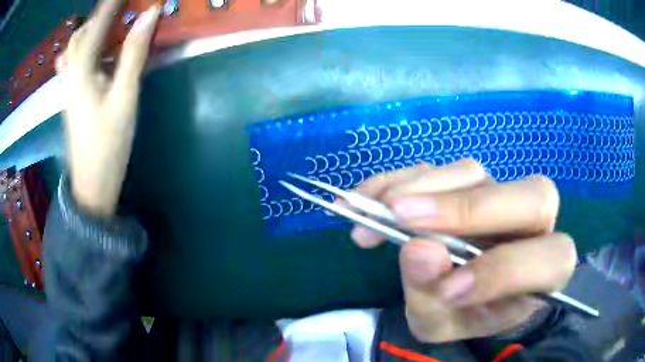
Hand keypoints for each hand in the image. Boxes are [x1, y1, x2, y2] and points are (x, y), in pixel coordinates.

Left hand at [56, 0, 159, 216]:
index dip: (112, 3)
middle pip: (82, 34)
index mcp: (83, 69)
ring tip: (111, 25)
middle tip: (120, 9)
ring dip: (92, 31)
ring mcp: (70, 87)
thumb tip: (150, 14)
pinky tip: (94, 52)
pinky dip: (85, 50)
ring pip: (75, 49)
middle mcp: (72, 73)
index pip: (98, 23)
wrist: (91, 184)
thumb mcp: (124, 96)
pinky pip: (75, 64)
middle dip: (100, 16)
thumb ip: (134, 52)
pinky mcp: (73, 98)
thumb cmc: (108, 143)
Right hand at [349, 159, 576, 341]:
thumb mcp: (445, 322)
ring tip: (372, 211)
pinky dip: (402, 179)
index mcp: (545, 271)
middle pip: (530, 197)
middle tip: (399, 217)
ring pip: (474, 174)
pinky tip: (370, 196)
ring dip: (420, 188)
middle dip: (465, 208)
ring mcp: (501, 194)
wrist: (467, 293)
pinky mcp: (469, 182)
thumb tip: (417, 249)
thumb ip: (434, 297)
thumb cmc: (466, 314)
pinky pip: (441, 168)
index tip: (446, 289)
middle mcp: (535, 225)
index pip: (548, 259)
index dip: (503, 272)